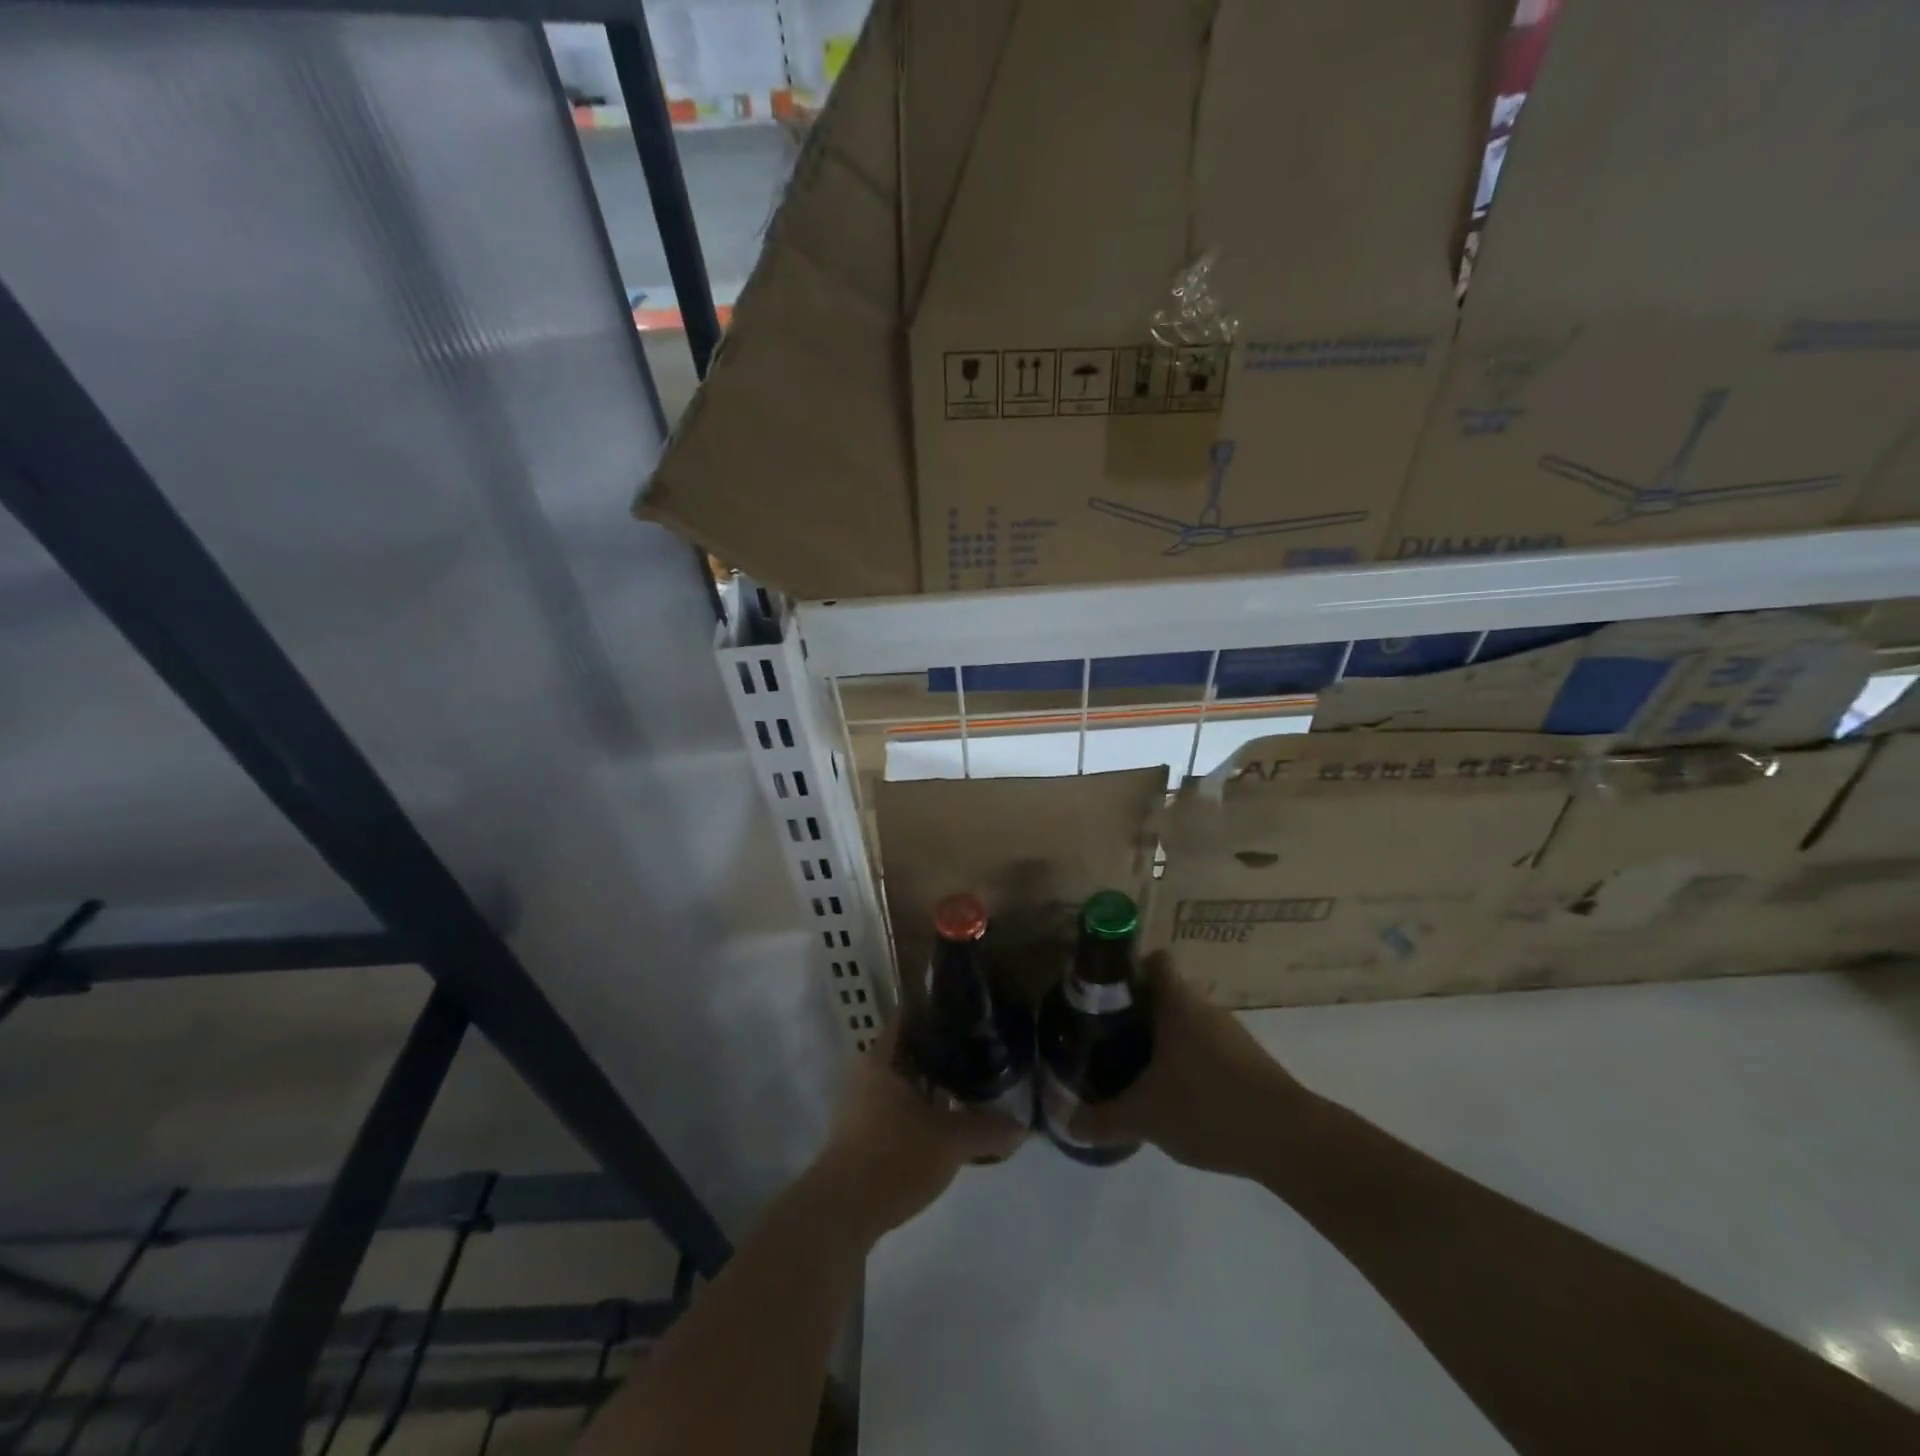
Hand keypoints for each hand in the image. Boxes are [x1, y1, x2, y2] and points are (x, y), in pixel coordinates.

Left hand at [810, 1024, 1026, 1242]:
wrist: (842, 1214)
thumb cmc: (893, 1157)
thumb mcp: (950, 1141)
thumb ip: (988, 1129)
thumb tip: (1022, 1127)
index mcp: (880, 1059)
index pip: (910, 1020)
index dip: (938, 1015)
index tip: (969, 1018)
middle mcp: (866, 1075)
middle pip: (909, 1054)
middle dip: (942, 1057)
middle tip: (979, 1056)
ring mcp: (859, 1107)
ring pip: (904, 1087)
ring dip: (932, 1090)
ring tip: (969, 1091)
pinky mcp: (860, 1137)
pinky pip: (896, 1113)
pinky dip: (920, 1115)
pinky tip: (946, 1127)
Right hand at [1069, 952, 1304, 1175]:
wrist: (1289, 1141)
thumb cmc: (1208, 1107)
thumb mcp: (1145, 1117)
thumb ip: (1103, 1119)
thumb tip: (1067, 1124)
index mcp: (1179, 1004)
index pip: (1154, 961)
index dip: (1129, 968)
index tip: (1105, 990)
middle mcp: (1206, 1010)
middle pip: (1168, 994)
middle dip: (1140, 1012)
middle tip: (1110, 1036)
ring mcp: (1232, 1037)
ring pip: (1189, 1025)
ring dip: (1165, 1041)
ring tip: (1138, 1069)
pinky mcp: (1250, 1065)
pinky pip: (1209, 1051)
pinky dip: (1190, 1065)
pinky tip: (1177, 1097)